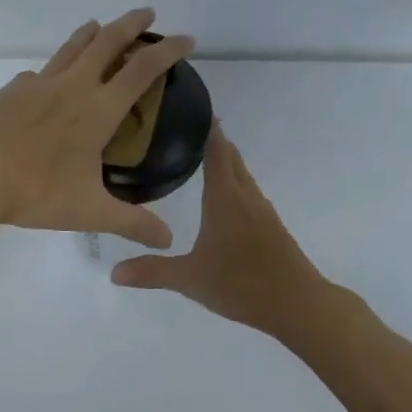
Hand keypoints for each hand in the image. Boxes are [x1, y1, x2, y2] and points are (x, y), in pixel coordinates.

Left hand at [0, 10, 195, 246]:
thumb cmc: (34, 192)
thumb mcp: (89, 212)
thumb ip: (132, 223)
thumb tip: (168, 240)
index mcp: (98, 110)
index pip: (142, 69)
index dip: (168, 51)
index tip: (186, 39)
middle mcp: (72, 87)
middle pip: (107, 41)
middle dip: (131, 24)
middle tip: (147, 14)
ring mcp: (38, 84)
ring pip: (71, 47)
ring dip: (92, 33)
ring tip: (101, 26)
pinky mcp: (12, 91)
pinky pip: (40, 72)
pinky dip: (55, 67)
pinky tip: (48, 80)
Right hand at [111, 124, 323, 334]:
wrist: (298, 304)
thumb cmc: (241, 283)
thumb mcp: (190, 279)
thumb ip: (152, 272)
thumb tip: (113, 272)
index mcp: (225, 198)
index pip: (216, 151)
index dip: (207, 128)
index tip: (194, 107)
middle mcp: (246, 196)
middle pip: (231, 157)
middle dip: (214, 141)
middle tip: (187, 131)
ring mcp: (263, 210)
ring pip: (243, 175)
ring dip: (226, 163)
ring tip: (202, 159)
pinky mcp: (273, 226)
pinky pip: (250, 193)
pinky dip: (235, 184)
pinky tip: (224, 200)